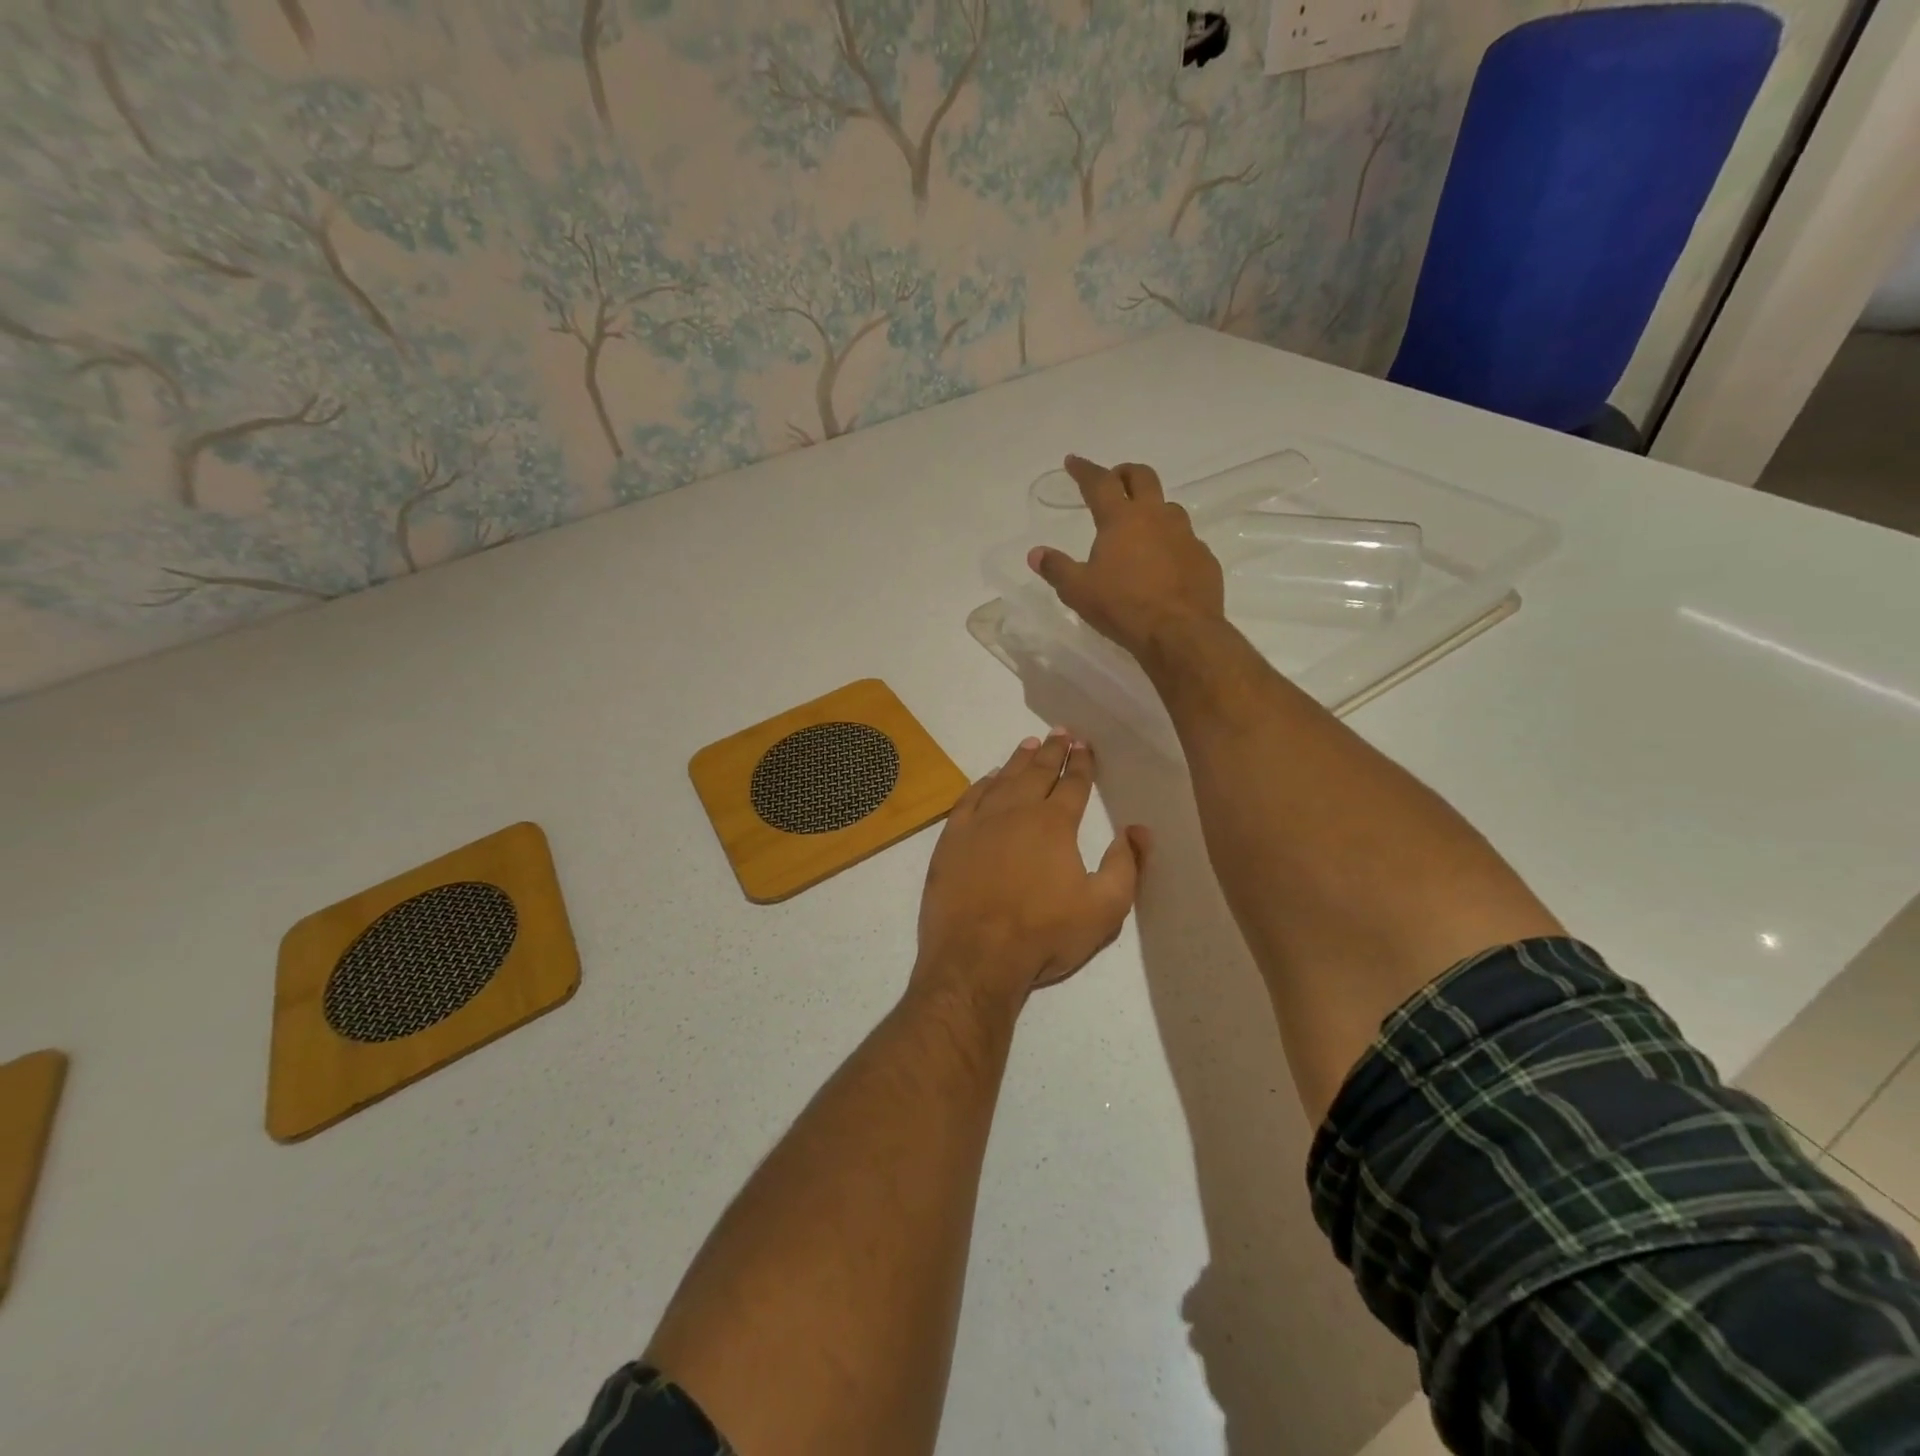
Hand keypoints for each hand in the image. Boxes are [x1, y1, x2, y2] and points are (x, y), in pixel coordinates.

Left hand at [915, 729, 1147, 1004]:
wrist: (976, 958)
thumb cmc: (1044, 935)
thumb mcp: (1104, 909)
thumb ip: (1127, 866)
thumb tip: (1139, 829)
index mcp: (1055, 824)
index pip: (1073, 784)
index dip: (1082, 763)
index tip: (1084, 745)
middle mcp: (1016, 812)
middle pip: (1038, 772)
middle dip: (1052, 751)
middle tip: (1060, 732)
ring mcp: (980, 823)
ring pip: (1003, 779)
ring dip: (1018, 760)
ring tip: (1029, 743)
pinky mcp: (952, 839)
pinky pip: (969, 799)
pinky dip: (982, 783)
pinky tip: (989, 777)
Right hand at [1027, 455, 1224, 661]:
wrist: (1180, 632)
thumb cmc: (1123, 607)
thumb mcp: (1078, 591)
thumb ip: (1056, 568)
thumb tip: (1036, 553)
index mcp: (1121, 519)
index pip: (1099, 482)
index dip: (1084, 470)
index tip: (1073, 461)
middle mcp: (1156, 517)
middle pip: (1143, 477)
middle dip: (1124, 473)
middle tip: (1114, 481)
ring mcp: (1185, 536)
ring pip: (1168, 507)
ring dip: (1152, 508)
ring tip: (1140, 527)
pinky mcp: (1204, 558)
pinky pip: (1186, 541)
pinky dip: (1171, 543)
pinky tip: (1164, 564)